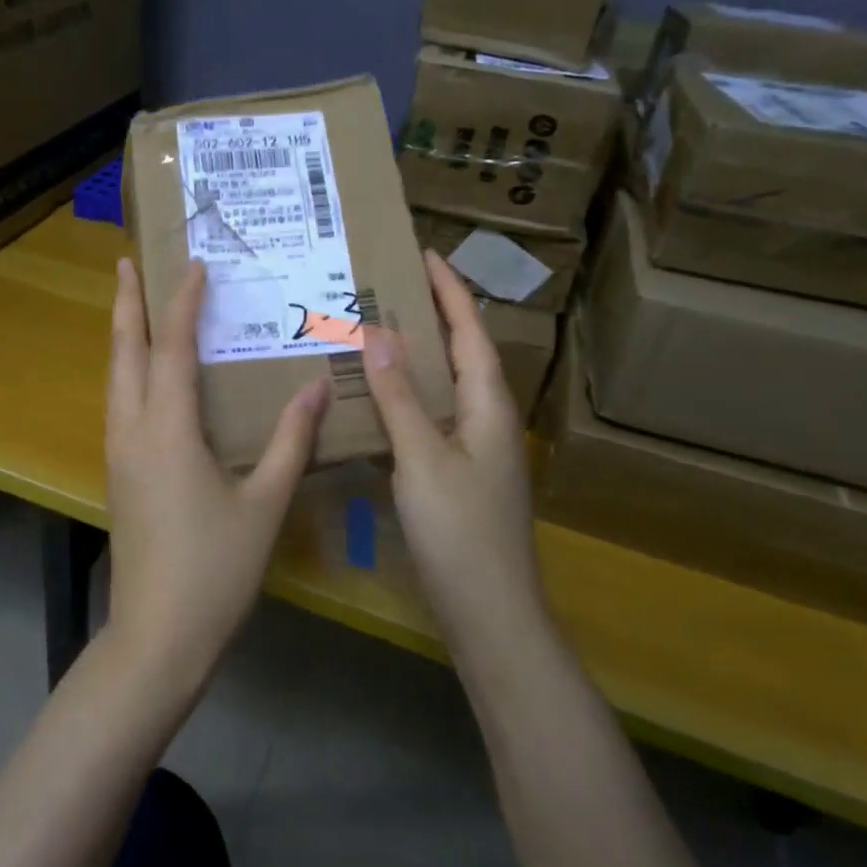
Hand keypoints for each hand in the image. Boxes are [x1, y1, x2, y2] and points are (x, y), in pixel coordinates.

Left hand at [104, 257, 330, 692]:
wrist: (156, 636)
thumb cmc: (215, 570)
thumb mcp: (265, 504)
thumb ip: (291, 441)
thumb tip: (316, 384)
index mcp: (168, 430)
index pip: (171, 348)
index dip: (182, 303)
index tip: (195, 266)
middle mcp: (133, 431)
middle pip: (124, 352)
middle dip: (126, 304)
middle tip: (128, 262)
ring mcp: (118, 453)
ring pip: (114, 377)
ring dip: (122, 335)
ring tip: (132, 304)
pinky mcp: (118, 474)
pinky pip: (118, 403)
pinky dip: (127, 370)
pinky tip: (143, 375)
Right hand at [361, 252, 543, 646]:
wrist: (491, 614)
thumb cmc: (461, 530)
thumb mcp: (423, 458)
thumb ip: (401, 396)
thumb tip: (379, 332)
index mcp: (488, 404)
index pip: (470, 331)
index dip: (449, 290)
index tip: (425, 252)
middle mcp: (486, 418)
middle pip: (461, 352)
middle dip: (432, 314)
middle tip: (387, 286)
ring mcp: (474, 448)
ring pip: (444, 385)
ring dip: (416, 354)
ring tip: (375, 329)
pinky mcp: (457, 473)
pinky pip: (430, 416)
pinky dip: (406, 395)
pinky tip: (375, 399)